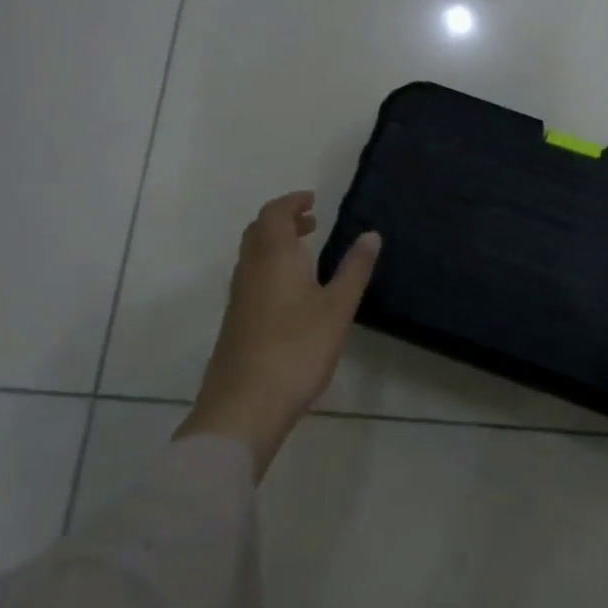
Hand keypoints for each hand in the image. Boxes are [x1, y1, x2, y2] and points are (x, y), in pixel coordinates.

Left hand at [176, 191, 381, 478]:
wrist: (243, 406)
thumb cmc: (296, 349)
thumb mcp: (337, 307)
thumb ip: (354, 269)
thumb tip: (371, 234)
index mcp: (273, 257)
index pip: (274, 214)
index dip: (292, 202)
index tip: (313, 201)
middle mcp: (250, 270)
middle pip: (258, 231)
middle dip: (283, 221)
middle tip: (311, 223)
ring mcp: (239, 298)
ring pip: (252, 256)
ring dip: (275, 245)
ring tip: (306, 253)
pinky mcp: (235, 323)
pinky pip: (251, 278)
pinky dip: (270, 268)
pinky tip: (292, 293)